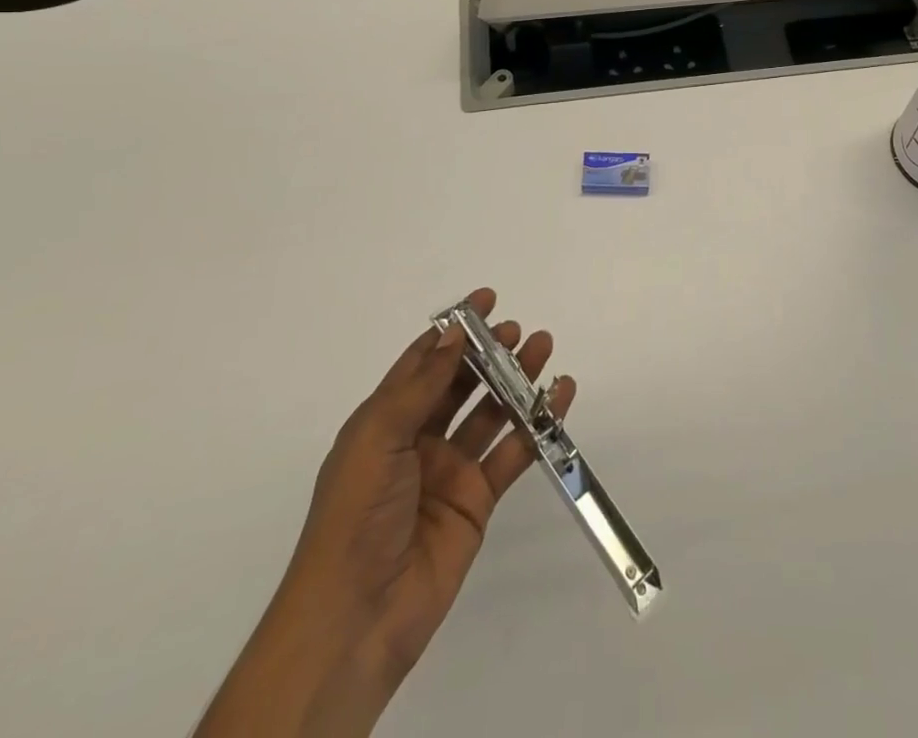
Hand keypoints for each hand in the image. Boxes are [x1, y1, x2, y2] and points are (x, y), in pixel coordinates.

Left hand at [195, 288, 573, 737]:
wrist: (358, 616)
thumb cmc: (357, 515)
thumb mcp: (379, 438)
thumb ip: (422, 386)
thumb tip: (454, 335)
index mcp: (384, 422)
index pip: (422, 363)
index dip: (453, 331)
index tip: (485, 301)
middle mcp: (417, 439)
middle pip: (461, 383)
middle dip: (490, 352)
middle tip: (519, 330)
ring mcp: (449, 470)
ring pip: (491, 411)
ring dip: (517, 380)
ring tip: (544, 348)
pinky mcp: (477, 499)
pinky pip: (513, 451)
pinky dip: (539, 423)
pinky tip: (560, 397)